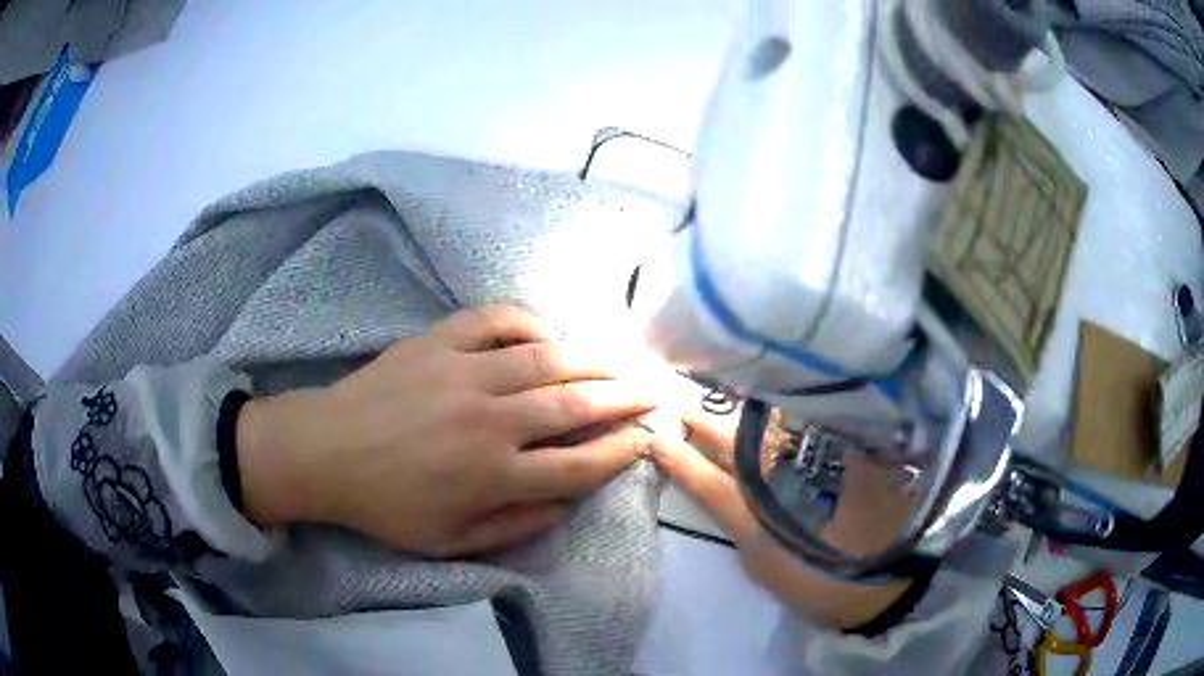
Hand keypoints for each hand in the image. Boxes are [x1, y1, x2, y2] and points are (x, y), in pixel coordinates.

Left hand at [236, 304, 656, 556]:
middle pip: (575, 406)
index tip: (643, 440)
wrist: (324, 452)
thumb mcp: (447, 542)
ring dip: (591, 360)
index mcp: (491, 475)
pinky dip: (529, 322)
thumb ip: (512, 527)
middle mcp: (489, 420)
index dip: (619, 453)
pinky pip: (495, 320)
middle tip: (653, 389)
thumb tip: (563, 503)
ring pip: (546, 359)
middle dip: (624, 397)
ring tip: (619, 360)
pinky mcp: (438, 341)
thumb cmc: (385, 504)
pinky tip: (547, 334)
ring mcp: (463, 372)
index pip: (577, 465)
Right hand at [653, 411, 913, 629]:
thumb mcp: (766, 565)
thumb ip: (741, 526)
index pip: (709, 479)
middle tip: (684, 409)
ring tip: (719, 395)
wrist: (880, 580)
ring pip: (771, 430)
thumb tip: (723, 493)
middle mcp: (785, 480)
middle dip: (707, 426)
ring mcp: (818, 463)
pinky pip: (808, 426)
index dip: (682, 459)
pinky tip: (772, 404)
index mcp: (759, 513)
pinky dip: (784, 415)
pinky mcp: (846, 454)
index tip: (658, 439)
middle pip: (738, 446)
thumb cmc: (815, 581)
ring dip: (741, 413)